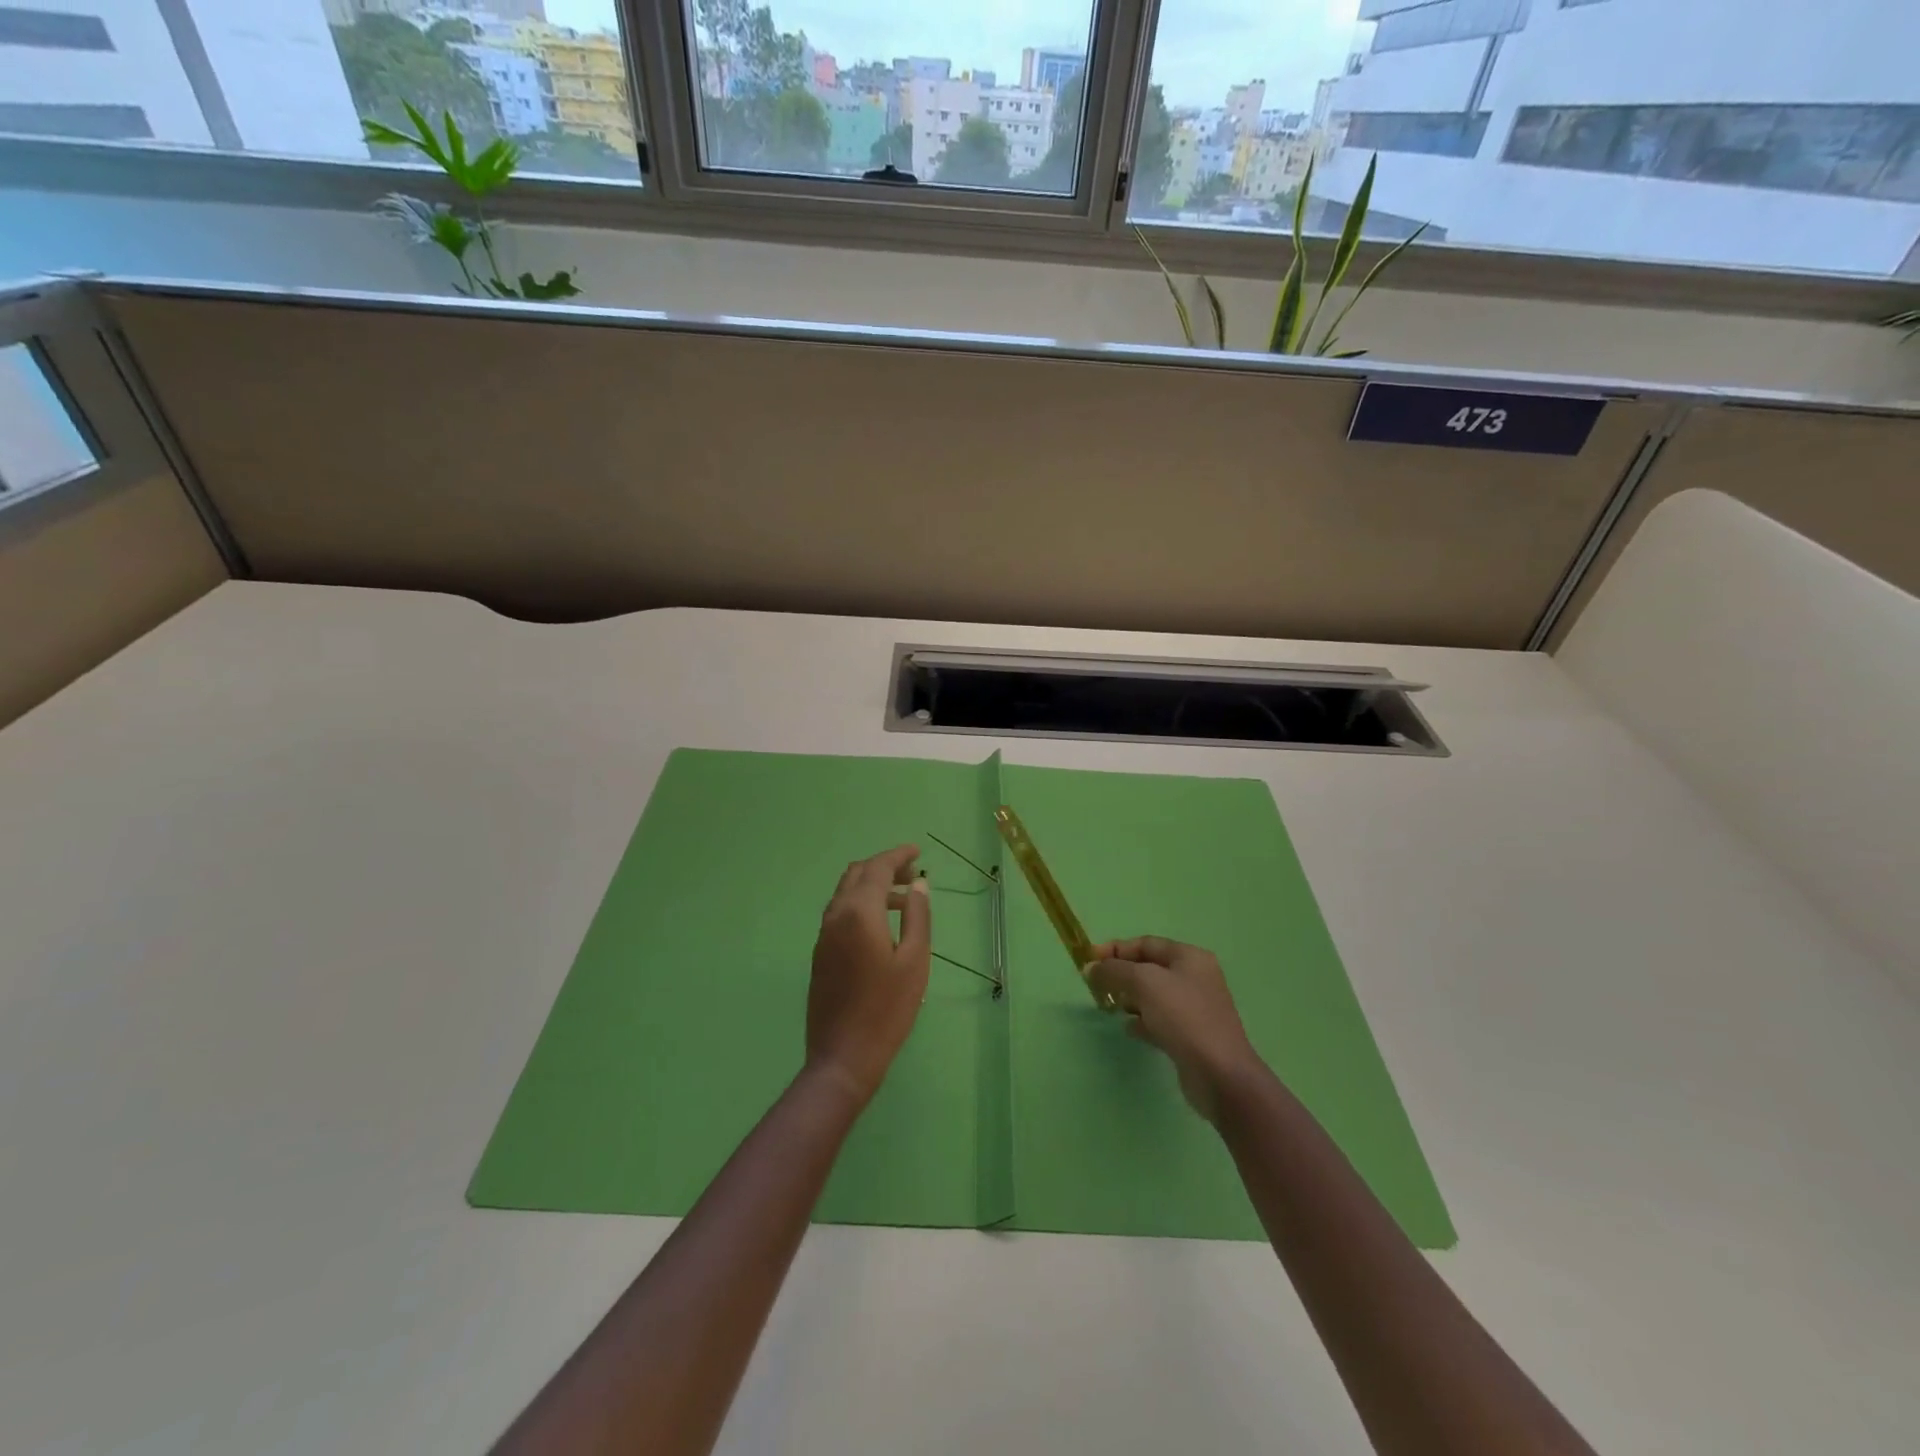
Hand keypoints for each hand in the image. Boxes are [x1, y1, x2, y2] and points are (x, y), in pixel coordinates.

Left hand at [805, 845, 931, 1106]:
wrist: (842, 1057)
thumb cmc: (887, 1010)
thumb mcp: (914, 961)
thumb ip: (917, 916)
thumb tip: (919, 884)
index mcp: (858, 913)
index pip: (876, 868)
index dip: (897, 856)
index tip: (918, 853)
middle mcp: (835, 916)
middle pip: (856, 875)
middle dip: (883, 867)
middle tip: (912, 875)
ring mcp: (823, 936)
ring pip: (845, 894)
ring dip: (872, 887)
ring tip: (904, 900)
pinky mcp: (820, 954)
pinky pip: (839, 913)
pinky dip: (861, 905)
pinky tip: (882, 925)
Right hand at [1086, 937, 1266, 1123]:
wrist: (1219, 1074)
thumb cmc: (1183, 1017)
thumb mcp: (1144, 983)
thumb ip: (1114, 971)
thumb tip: (1090, 968)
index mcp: (1189, 957)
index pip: (1145, 944)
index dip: (1115, 949)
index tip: (1088, 961)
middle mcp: (1195, 978)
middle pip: (1149, 969)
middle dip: (1121, 975)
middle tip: (1096, 987)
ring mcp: (1194, 1008)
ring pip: (1153, 996)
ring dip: (1129, 998)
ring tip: (1109, 1007)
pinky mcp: (1191, 1036)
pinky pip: (1159, 1020)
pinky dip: (1142, 1021)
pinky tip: (1129, 1029)